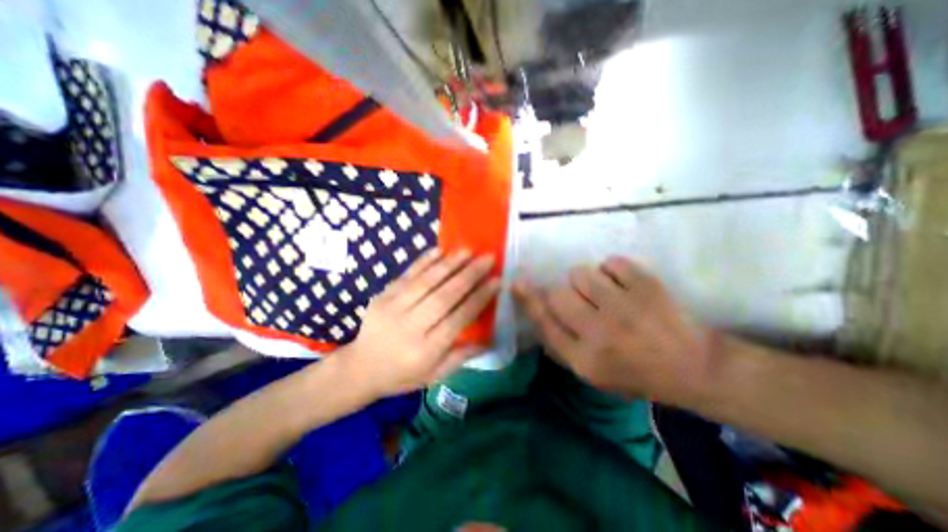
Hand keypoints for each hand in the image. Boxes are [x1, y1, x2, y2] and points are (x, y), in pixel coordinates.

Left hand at [343, 249, 503, 398]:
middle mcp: (410, 327)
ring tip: (468, 250)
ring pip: (426, 282)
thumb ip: (461, 356)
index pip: (458, 319)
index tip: (496, 280)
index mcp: (425, 350)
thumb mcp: (434, 375)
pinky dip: (423, 261)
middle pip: (444, 296)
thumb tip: (490, 339)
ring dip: (449, 264)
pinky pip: (406, 275)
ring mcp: (393, 308)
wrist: (359, 367)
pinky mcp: (382, 296)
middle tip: (487, 258)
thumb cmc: (402, 374)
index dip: (479, 298)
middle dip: (469, 275)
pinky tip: (439, 250)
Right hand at [515, 254, 713, 402]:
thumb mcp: (593, 374)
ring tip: (606, 292)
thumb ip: (562, 345)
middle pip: (558, 293)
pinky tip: (624, 284)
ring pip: (581, 273)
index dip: (528, 299)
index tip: (517, 282)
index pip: (545, 322)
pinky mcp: (646, 286)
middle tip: (583, 300)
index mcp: (584, 359)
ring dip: (588, 280)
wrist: (694, 367)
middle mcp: (598, 333)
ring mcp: (624, 307)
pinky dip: (613, 270)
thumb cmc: (637, 374)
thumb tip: (540, 312)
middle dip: (565, 293)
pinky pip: (611, 262)